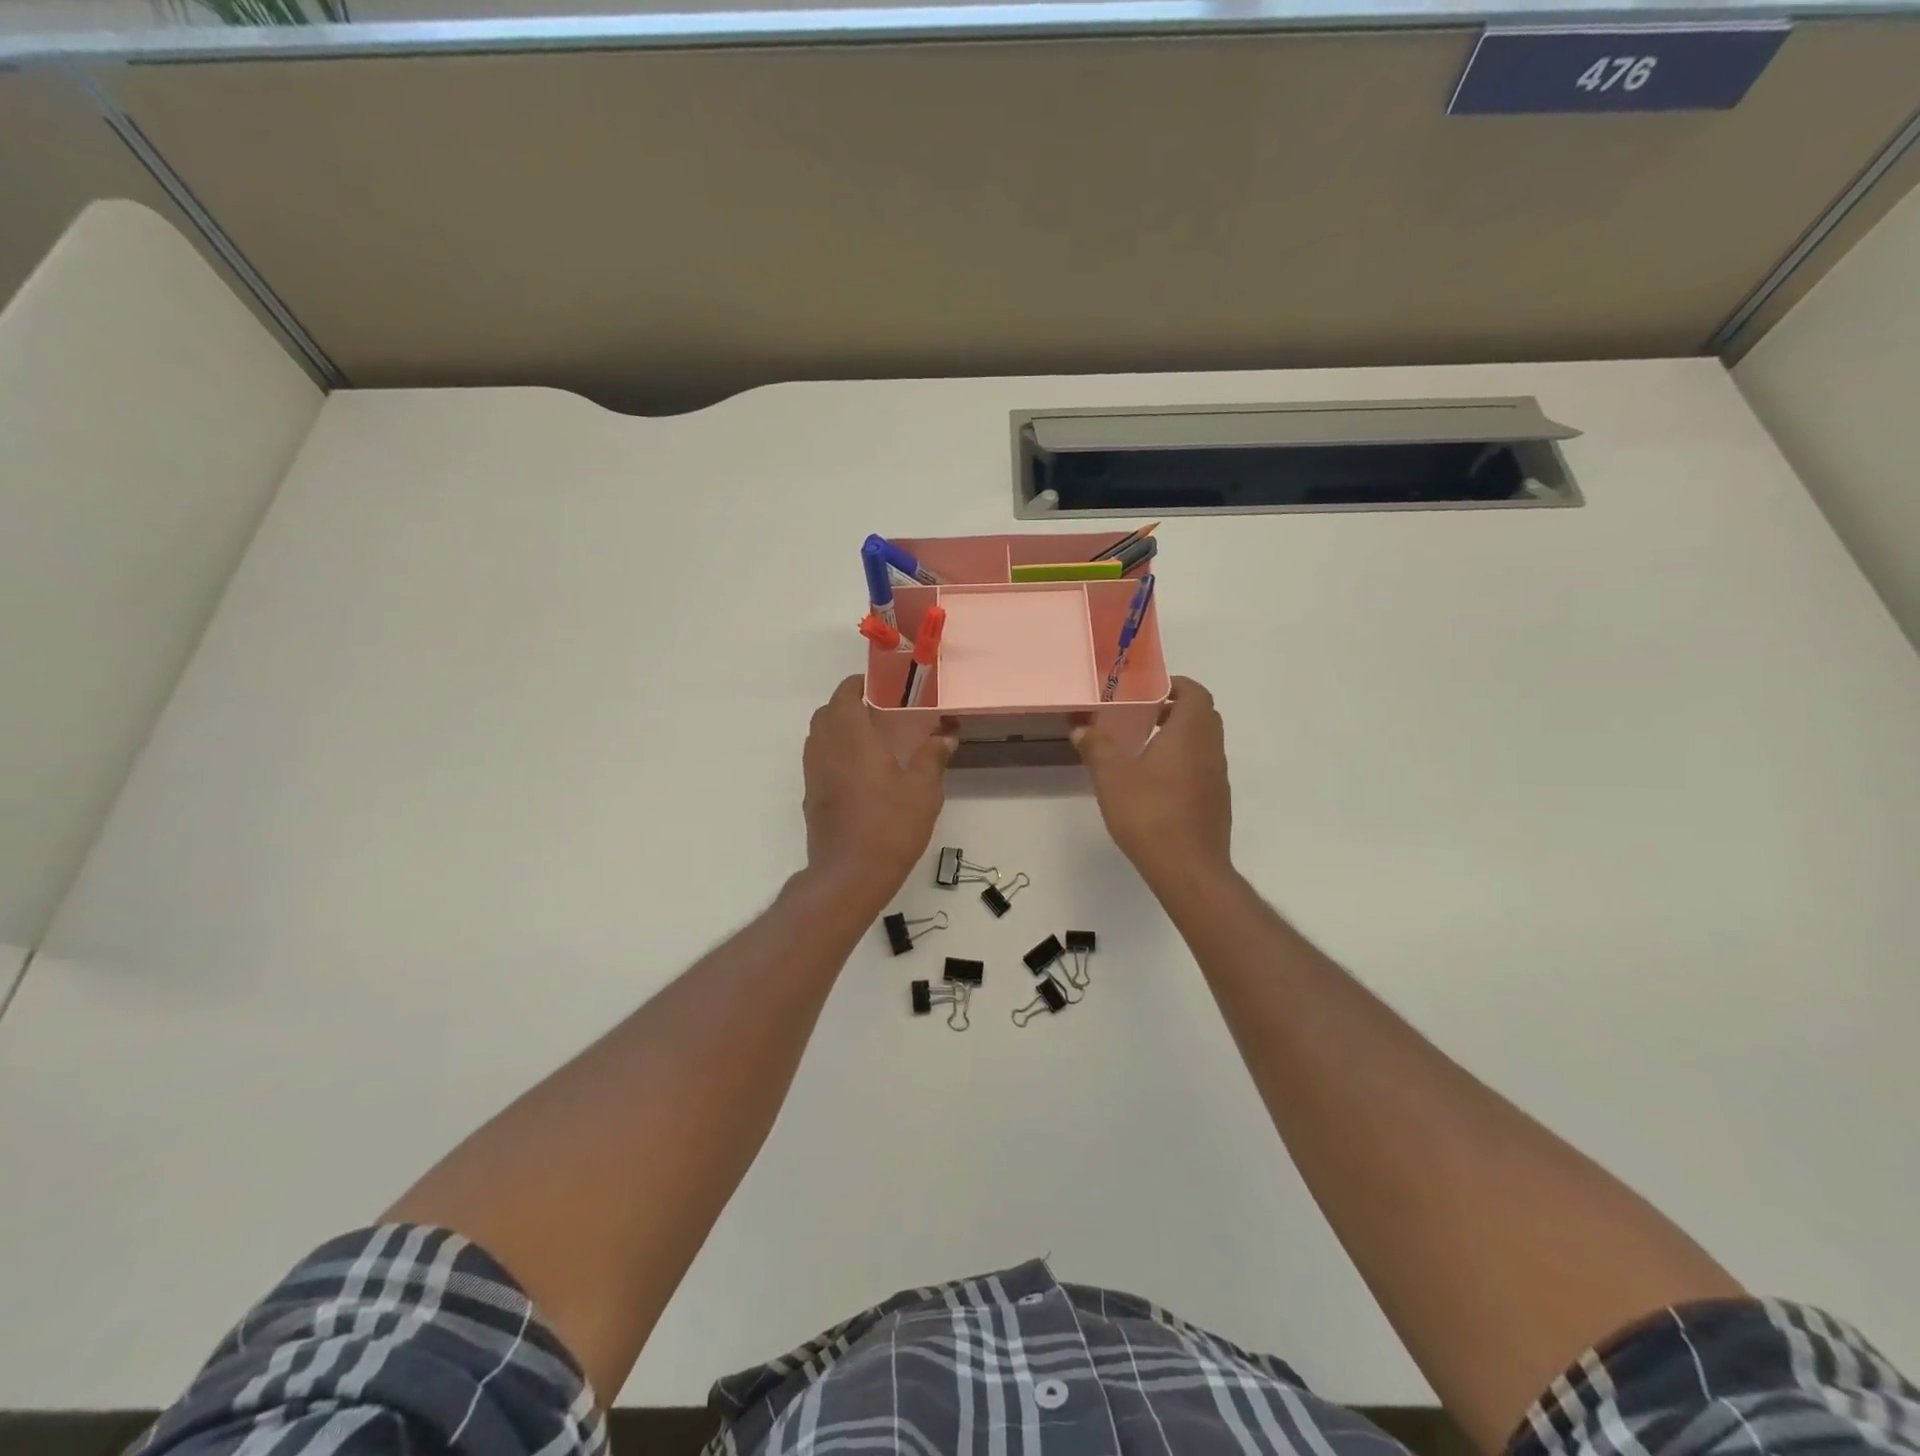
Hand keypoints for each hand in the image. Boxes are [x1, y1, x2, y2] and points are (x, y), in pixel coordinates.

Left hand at [802, 675, 954, 905]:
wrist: (849, 875)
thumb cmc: (889, 826)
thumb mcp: (923, 791)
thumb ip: (933, 757)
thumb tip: (946, 736)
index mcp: (851, 736)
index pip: (846, 694)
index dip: (861, 684)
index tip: (884, 686)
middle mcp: (825, 748)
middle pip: (828, 712)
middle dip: (850, 704)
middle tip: (882, 711)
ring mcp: (813, 773)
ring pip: (819, 736)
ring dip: (839, 728)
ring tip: (872, 738)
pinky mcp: (811, 796)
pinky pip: (819, 760)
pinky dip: (835, 752)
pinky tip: (861, 771)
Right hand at [1072, 677, 1231, 890]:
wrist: (1188, 868)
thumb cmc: (1149, 813)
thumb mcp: (1111, 777)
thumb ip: (1096, 747)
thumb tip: (1080, 727)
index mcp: (1190, 733)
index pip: (1195, 693)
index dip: (1176, 685)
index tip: (1150, 689)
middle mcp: (1211, 749)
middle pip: (1202, 716)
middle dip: (1176, 709)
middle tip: (1143, 714)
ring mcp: (1218, 777)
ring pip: (1204, 743)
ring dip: (1180, 737)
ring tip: (1144, 747)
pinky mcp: (1216, 802)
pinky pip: (1203, 768)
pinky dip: (1184, 762)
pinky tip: (1156, 783)